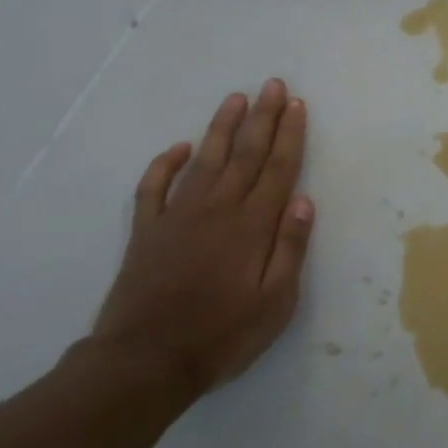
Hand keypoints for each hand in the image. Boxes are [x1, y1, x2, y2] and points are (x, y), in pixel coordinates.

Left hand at [90, 79, 314, 396]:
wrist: (144, 362)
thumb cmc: (222, 335)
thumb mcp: (275, 302)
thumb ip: (289, 249)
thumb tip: (303, 201)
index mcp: (251, 226)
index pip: (277, 169)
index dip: (289, 135)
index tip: (297, 105)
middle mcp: (216, 210)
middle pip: (244, 155)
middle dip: (262, 118)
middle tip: (273, 85)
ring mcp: (177, 217)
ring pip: (204, 161)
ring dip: (221, 128)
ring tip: (235, 98)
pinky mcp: (147, 232)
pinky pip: (154, 188)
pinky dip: (165, 164)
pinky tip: (179, 148)